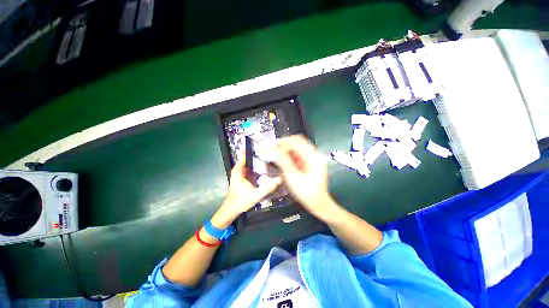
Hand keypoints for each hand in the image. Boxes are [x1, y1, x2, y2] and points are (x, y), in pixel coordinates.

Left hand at [211, 153, 281, 227]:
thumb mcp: (255, 195)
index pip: (245, 155)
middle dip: (259, 153)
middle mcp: (240, 169)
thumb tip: (280, 179)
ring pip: (251, 162)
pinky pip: (253, 168)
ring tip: (271, 154)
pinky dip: (259, 165)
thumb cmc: (240, 202)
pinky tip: (267, 165)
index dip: (253, 149)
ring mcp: (243, 173)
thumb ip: (267, 188)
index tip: (264, 144)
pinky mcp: (245, 177)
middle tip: (271, 149)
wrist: (231, 210)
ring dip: (259, 158)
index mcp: (238, 170)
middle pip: (250, 157)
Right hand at [275, 135, 338, 219]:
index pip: (297, 141)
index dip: (283, 142)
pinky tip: (282, 158)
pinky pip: (298, 154)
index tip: (271, 146)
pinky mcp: (309, 162)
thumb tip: (273, 151)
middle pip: (297, 141)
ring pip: (297, 147)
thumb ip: (283, 162)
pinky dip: (289, 154)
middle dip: (284, 143)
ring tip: (274, 152)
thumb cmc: (307, 193)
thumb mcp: (293, 178)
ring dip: (286, 148)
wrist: (319, 204)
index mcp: (313, 156)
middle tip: (272, 148)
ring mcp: (312, 158)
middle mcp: (314, 154)